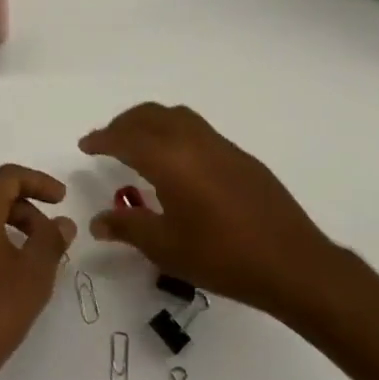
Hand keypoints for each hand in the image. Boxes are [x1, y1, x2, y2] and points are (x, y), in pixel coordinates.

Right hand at [82, 103, 354, 325]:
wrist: (293, 263)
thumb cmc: (222, 257)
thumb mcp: (166, 247)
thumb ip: (128, 228)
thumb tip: (97, 222)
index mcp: (169, 159)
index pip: (125, 138)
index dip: (101, 139)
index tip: (85, 145)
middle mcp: (192, 141)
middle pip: (149, 116)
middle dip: (123, 124)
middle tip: (107, 142)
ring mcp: (220, 145)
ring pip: (175, 116)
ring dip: (150, 122)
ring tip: (138, 145)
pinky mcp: (240, 156)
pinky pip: (196, 128)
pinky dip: (174, 131)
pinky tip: (177, 162)